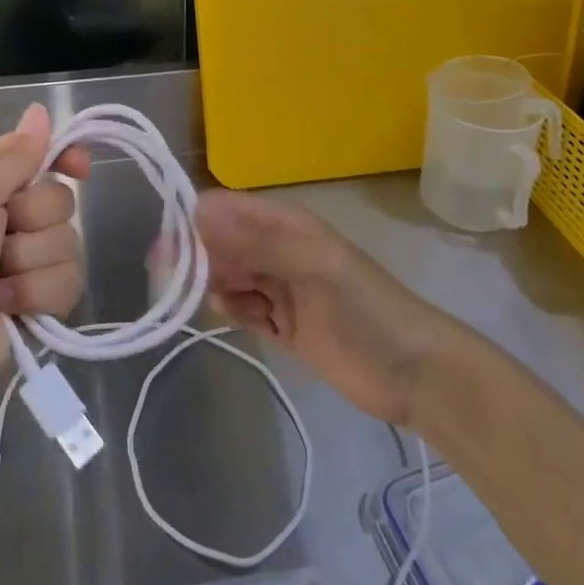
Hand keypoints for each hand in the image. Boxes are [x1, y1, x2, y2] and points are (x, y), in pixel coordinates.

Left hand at [0, 104, 89, 404]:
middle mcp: (8, 219)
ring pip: (68, 242)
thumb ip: (14, 154)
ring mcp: (26, 263)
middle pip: (60, 199)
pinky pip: (68, 283)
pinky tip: (2, 305)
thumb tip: (41, 111)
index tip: (78, 166)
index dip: (63, 157)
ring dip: (28, 261)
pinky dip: (34, 293)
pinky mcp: (40, 304)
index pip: (39, 156)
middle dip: (32, 217)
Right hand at [197, 191, 438, 424]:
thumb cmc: (365, 310)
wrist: (414, 374)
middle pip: (218, 244)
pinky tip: (246, 322)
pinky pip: (240, 308)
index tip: (169, 252)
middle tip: (180, 287)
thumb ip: (257, 242)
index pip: (224, 210)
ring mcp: (278, 287)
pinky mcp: (280, 323)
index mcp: (284, 224)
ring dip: (216, 288)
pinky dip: (234, 312)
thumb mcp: (313, 269)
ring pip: (225, 276)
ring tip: (234, 307)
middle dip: (197, 261)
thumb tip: (198, 212)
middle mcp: (275, 249)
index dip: (193, 224)